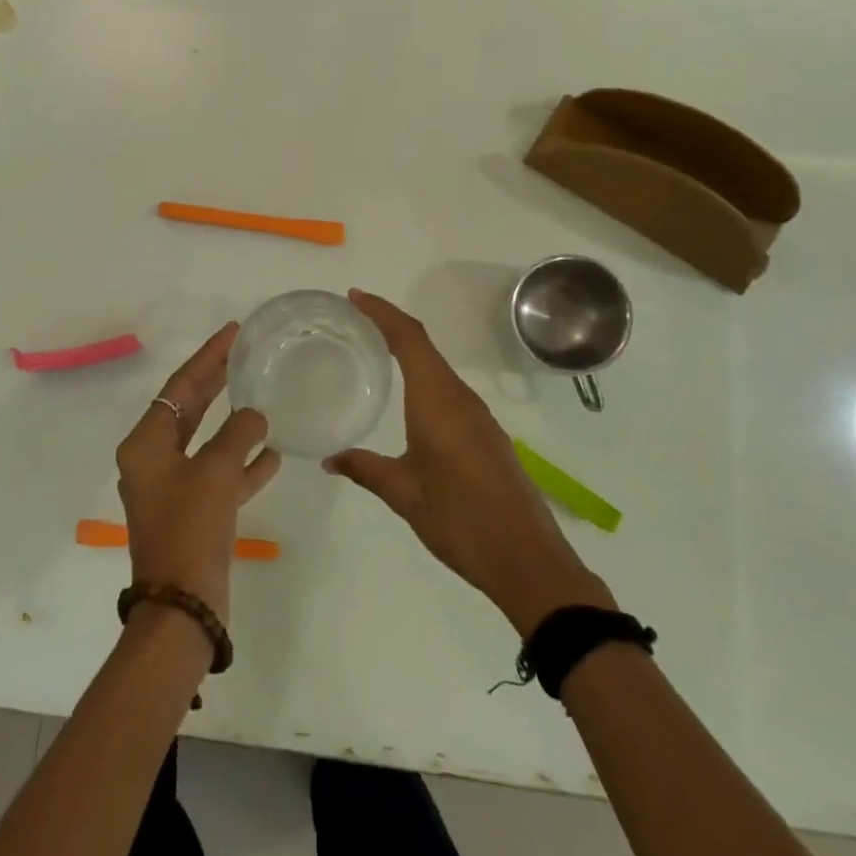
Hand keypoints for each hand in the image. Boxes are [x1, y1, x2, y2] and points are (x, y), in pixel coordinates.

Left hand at [116, 323, 281, 628]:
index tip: (233, 332)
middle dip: (217, 381)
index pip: (180, 386)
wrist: (183, 605)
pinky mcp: (194, 511)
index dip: (207, 357)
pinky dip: (243, 462)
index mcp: (147, 444)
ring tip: (262, 395)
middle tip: (244, 353)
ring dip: (234, 422)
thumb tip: (255, 415)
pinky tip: (272, 453)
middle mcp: (155, 460)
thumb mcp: (216, 471)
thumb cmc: (191, 528)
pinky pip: (220, 474)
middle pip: (190, 408)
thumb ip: (237, 433)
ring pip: (208, 441)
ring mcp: (174, 487)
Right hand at [326, 290, 614, 635]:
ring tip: (375, 352)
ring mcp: (478, 416)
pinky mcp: (487, 435)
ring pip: (438, 369)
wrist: (526, 559)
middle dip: (391, 326)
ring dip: (409, 352)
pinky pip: (449, 391)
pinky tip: (408, 399)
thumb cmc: (460, 519)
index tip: (355, 297)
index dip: (382, 312)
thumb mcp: (404, 494)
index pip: (409, 339)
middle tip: (355, 321)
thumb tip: (329, 458)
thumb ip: (365, 469)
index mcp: (438, 402)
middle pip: (424, 346)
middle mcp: (460, 398)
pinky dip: (424, 379)